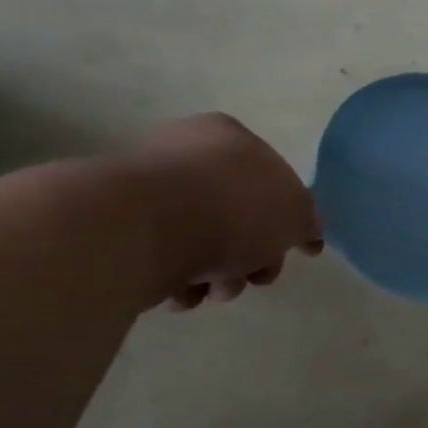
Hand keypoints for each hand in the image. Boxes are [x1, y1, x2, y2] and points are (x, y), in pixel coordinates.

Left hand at [124, 114, 322, 308]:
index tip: (290, 249)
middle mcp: (185, 154)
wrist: (146, 229)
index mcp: (229, 136)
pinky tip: (183, 290)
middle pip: (238, 214)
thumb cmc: (234, 208)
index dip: (287, 218)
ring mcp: (148, 190)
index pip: (271, 176)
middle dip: (253, 254)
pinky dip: (179, 279)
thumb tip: (305, 233)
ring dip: (220, 274)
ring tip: (217, 289)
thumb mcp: (296, 213)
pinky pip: (164, 259)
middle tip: (257, 276)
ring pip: (203, 241)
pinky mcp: (120, 228)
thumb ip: (307, 221)